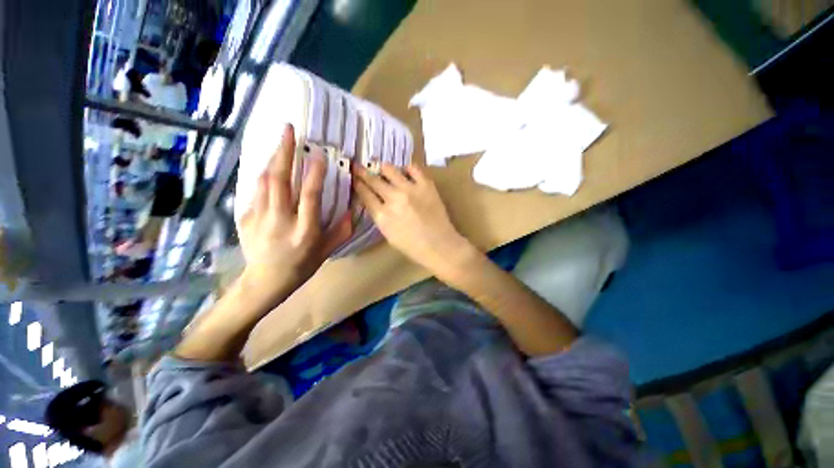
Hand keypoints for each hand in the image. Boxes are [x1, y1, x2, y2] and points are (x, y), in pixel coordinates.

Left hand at [238, 124, 351, 303]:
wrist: (264, 281)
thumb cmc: (301, 266)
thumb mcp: (327, 252)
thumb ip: (341, 231)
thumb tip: (352, 211)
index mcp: (304, 230)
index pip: (309, 196)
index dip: (314, 173)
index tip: (318, 154)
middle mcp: (280, 220)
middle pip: (280, 180)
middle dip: (284, 152)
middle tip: (288, 130)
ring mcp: (259, 218)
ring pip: (263, 181)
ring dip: (272, 159)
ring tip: (279, 143)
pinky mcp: (245, 218)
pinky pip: (254, 191)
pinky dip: (263, 176)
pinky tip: (269, 169)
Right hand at [352, 163, 473, 274]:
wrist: (440, 246)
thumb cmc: (413, 246)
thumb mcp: (388, 235)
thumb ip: (379, 216)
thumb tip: (374, 199)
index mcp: (382, 216)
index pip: (364, 193)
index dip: (357, 183)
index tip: (354, 177)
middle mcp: (393, 199)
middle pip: (373, 180)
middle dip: (363, 172)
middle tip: (359, 166)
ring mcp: (410, 189)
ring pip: (390, 169)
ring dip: (383, 168)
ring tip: (382, 168)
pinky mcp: (426, 185)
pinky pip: (413, 168)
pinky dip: (406, 169)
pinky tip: (405, 172)